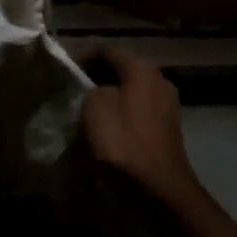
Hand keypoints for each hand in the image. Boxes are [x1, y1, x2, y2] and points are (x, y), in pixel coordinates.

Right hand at [82, 49, 201, 204]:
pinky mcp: (168, 126)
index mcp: (142, 69)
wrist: (159, 184)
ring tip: (89, 108)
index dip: (85, 57)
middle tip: (76, 89)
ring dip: (112, 95)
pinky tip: (110, 125)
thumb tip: (98, 90)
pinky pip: (140, 109)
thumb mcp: (95, 108)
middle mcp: (159, 79)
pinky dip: (124, 112)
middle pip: (124, 69)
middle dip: (99, 76)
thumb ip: (92, 89)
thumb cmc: (124, 141)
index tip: (68, 70)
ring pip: (133, 90)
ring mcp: (168, 103)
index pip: (108, 51)